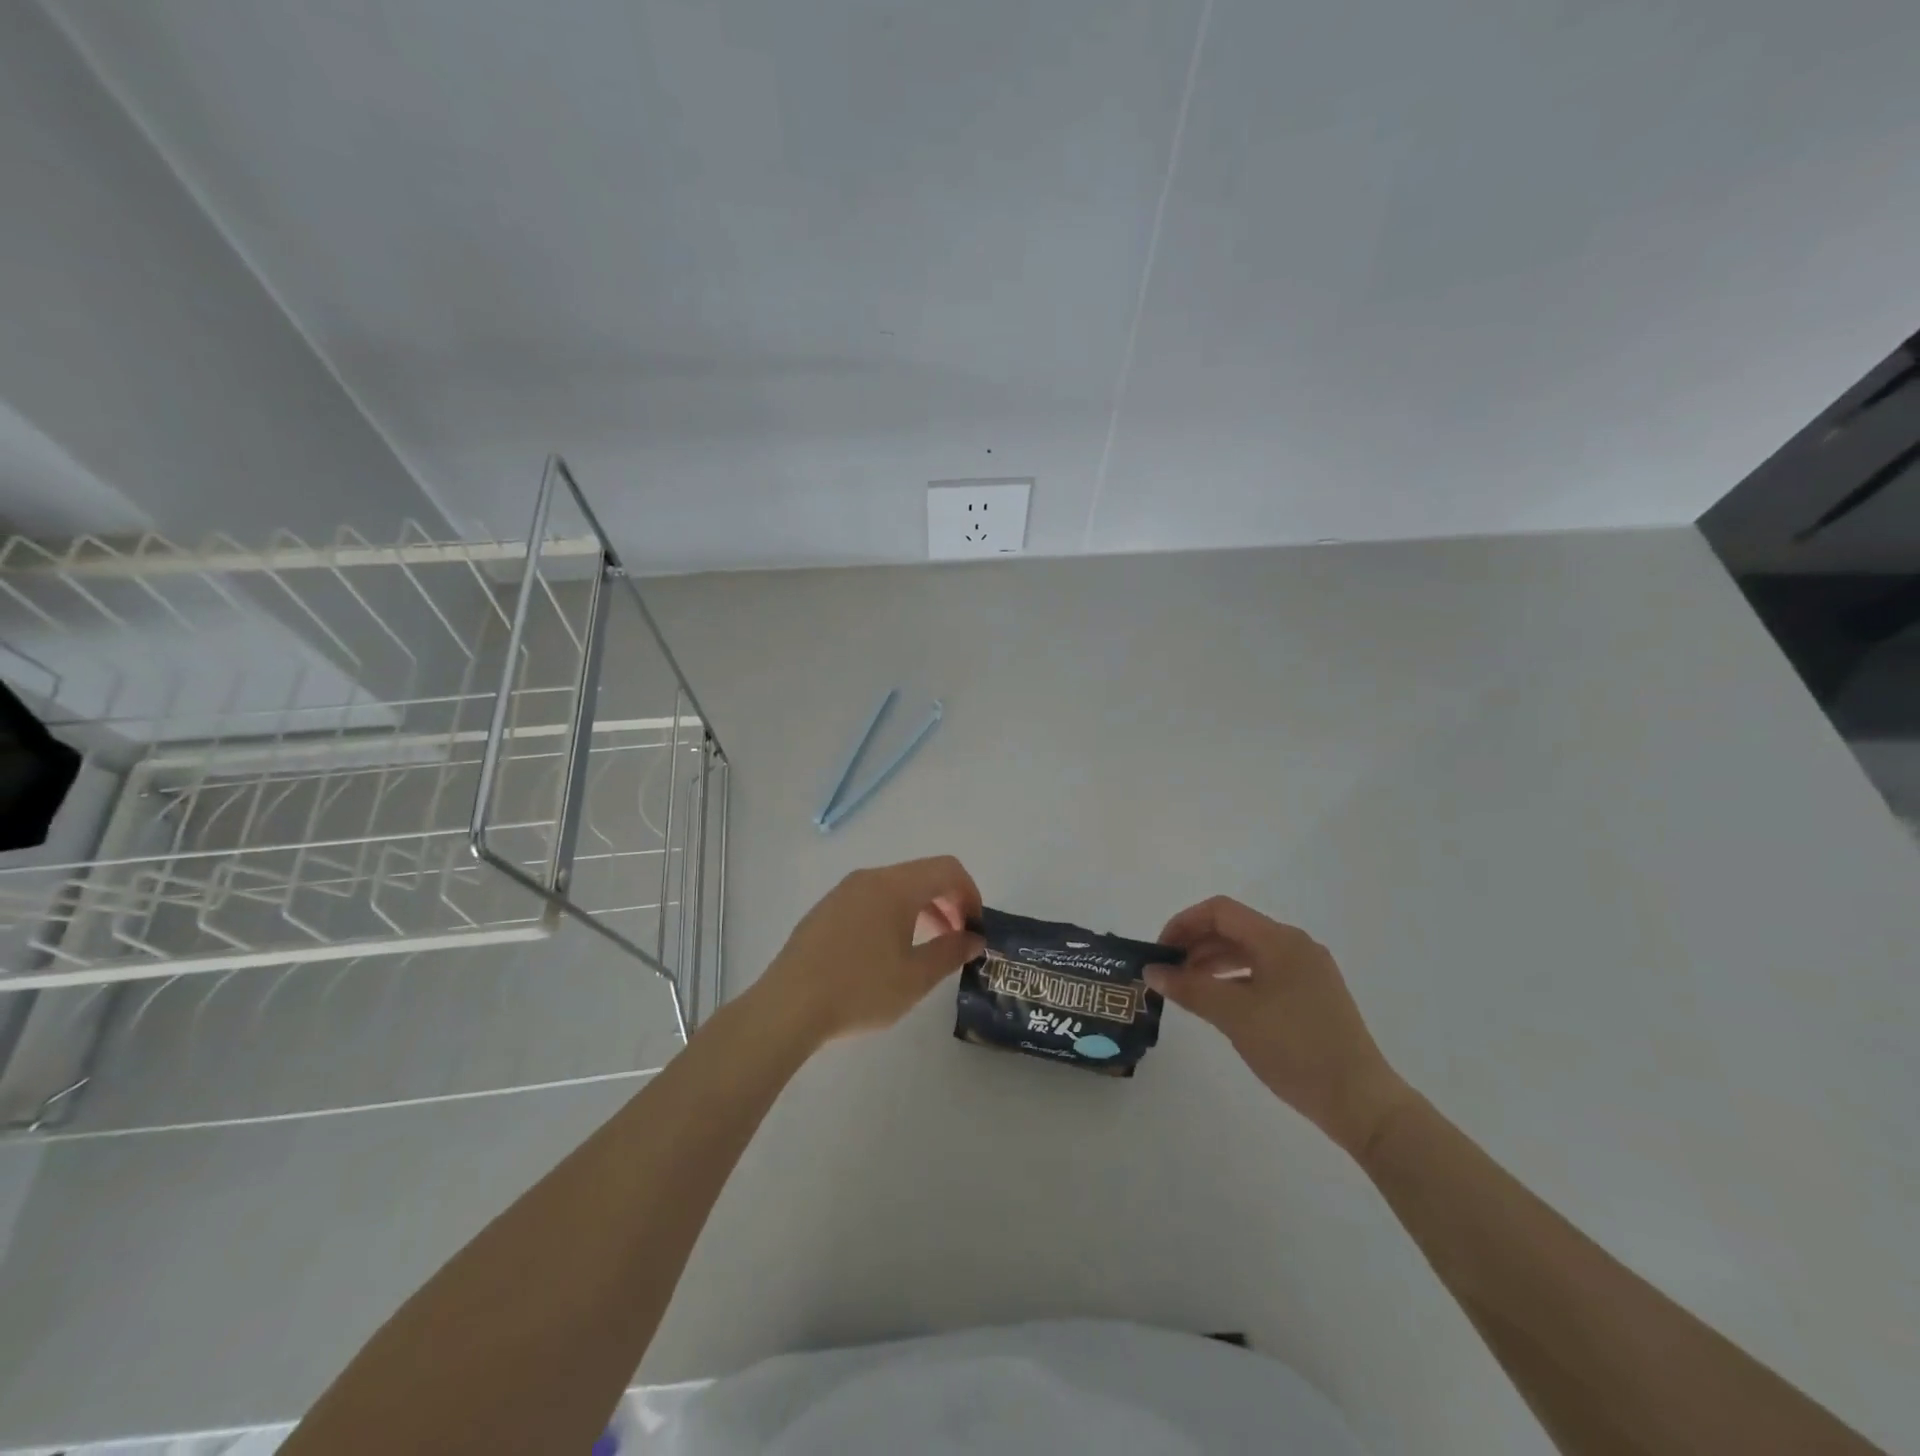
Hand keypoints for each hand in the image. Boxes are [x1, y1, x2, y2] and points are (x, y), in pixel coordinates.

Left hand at [752, 856, 984, 1046]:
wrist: (788, 1006)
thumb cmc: (859, 990)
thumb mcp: (915, 977)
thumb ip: (950, 952)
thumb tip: (974, 938)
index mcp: (895, 886)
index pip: (947, 869)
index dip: (971, 894)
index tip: (976, 929)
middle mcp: (870, 878)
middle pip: (922, 875)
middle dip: (949, 902)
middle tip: (959, 940)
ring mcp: (844, 891)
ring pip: (896, 887)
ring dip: (922, 909)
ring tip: (928, 948)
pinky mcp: (826, 909)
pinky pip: (872, 899)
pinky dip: (894, 914)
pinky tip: (888, 953)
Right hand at [1148, 897, 1411, 1158]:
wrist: (1361, 1102)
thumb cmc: (1295, 1049)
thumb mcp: (1234, 1016)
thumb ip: (1190, 988)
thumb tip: (1151, 971)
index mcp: (1279, 940)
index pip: (1220, 912)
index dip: (1183, 924)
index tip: (1159, 952)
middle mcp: (1295, 946)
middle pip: (1234, 928)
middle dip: (1195, 944)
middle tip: (1167, 972)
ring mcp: (1307, 971)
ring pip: (1248, 951)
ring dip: (1212, 962)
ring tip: (1186, 988)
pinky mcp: (1312, 996)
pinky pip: (1264, 972)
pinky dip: (1235, 979)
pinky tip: (1219, 1003)